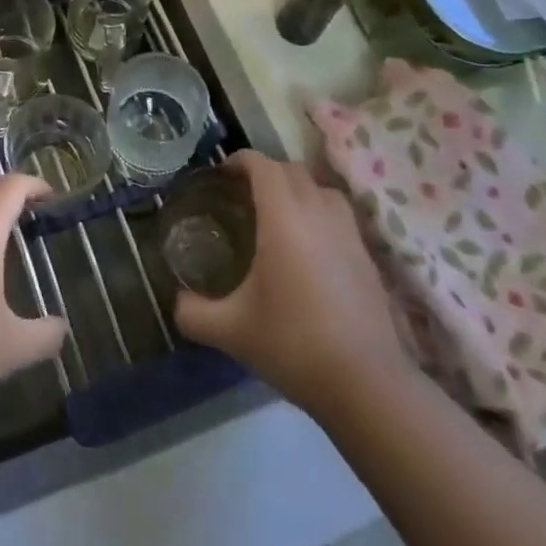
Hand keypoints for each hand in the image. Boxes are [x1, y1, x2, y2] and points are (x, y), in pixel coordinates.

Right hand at [175, 151, 408, 413]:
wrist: (367, 384)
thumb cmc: (293, 344)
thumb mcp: (231, 331)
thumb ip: (194, 312)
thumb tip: (178, 302)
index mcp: (284, 218)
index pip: (263, 165)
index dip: (240, 161)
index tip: (221, 175)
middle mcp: (318, 213)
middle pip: (292, 170)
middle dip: (266, 172)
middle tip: (242, 195)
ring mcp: (348, 233)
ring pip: (321, 189)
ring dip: (297, 189)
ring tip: (277, 215)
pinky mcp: (367, 256)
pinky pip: (338, 215)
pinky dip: (319, 214)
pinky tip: (307, 248)